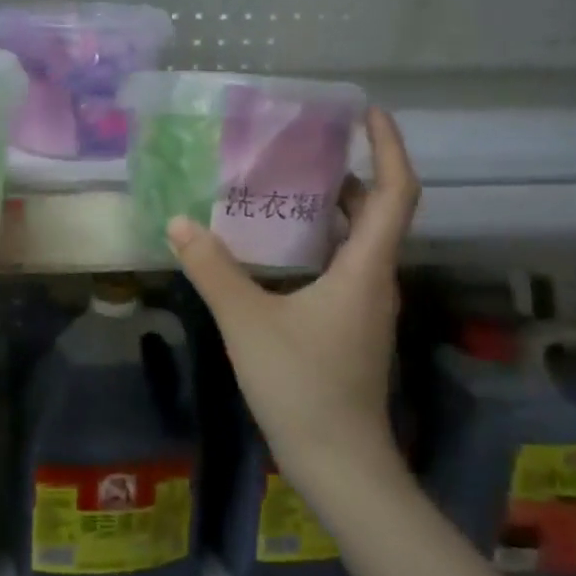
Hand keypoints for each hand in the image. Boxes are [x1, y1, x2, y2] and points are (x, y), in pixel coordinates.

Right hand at [168, 107, 420, 480]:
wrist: (339, 462)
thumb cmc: (302, 386)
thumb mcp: (248, 322)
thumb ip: (213, 270)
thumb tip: (180, 222)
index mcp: (364, 269)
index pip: (396, 193)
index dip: (388, 147)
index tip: (366, 113)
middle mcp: (375, 281)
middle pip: (378, 212)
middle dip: (350, 173)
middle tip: (304, 146)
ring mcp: (366, 307)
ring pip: (360, 242)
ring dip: (333, 209)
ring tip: (284, 186)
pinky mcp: (351, 327)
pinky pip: (344, 267)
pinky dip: (320, 242)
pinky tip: (278, 249)